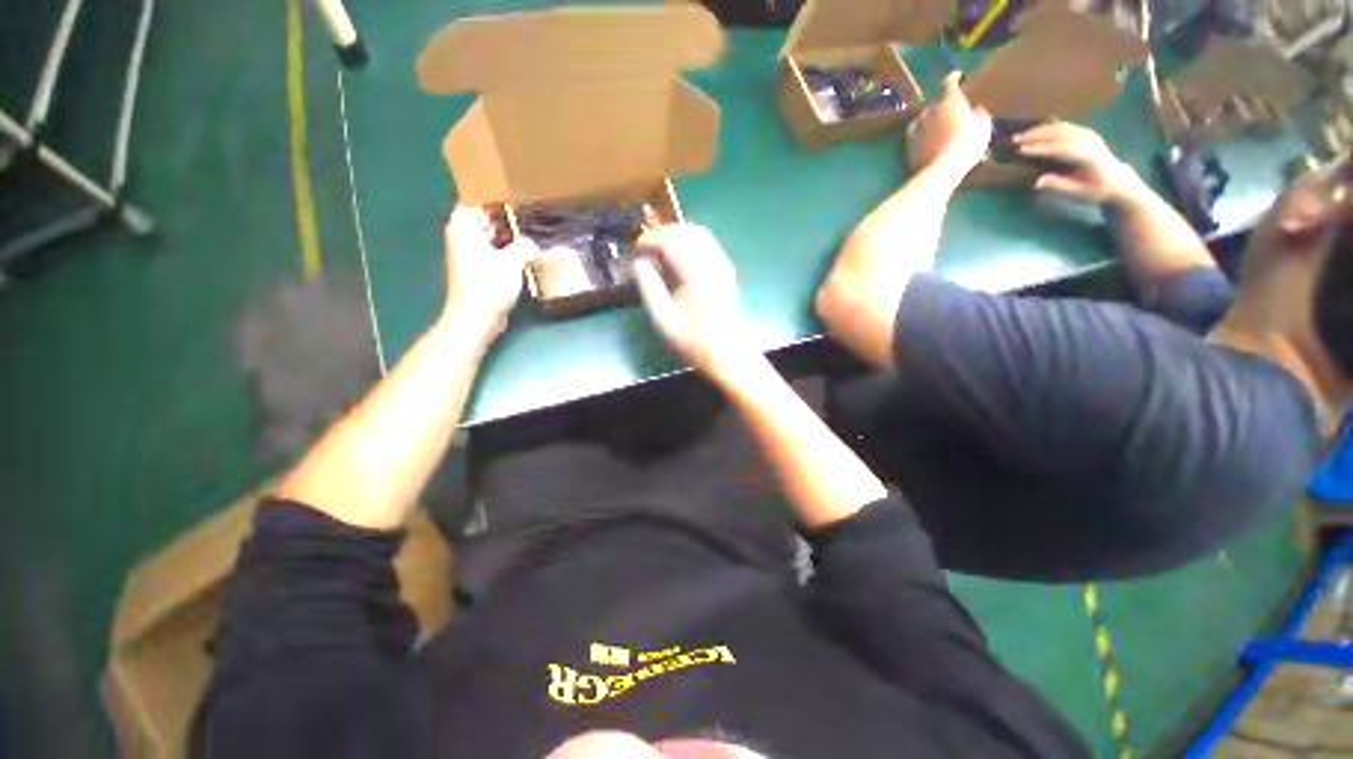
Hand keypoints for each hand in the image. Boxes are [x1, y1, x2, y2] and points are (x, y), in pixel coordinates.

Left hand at [443, 206, 535, 337]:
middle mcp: (464, 235)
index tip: (519, 192)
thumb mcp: (512, 262)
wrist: (476, 317)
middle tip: (533, 209)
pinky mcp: (481, 268)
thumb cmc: (489, 285)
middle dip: (508, 214)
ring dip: (511, 234)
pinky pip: (497, 250)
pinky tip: (528, 252)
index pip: (478, 197)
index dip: (497, 194)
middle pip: (487, 216)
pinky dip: (510, 249)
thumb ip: (525, 246)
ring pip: (494, 234)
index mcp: (464, 225)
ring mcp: (472, 252)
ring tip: (534, 229)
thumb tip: (533, 244)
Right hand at [632, 224, 757, 380]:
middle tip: (644, 247)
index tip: (635, 248)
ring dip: (677, 236)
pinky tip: (678, 259)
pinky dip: (690, 243)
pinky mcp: (727, 272)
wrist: (728, 355)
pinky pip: (708, 245)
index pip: (671, 240)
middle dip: (663, 233)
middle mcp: (713, 263)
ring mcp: (723, 266)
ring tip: (658, 250)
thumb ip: (648, 286)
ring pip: (699, 235)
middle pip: (687, 231)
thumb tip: (638, 263)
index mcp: (696, 273)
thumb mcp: (663, 318)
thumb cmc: (693, 340)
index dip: (650, 239)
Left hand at [907, 71, 992, 175]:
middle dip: (942, 107)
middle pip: (935, 104)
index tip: (958, 76)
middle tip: (950, 114)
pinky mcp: (908, 145)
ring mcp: (917, 128)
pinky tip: (925, 140)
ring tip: (936, 127)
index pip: (950, 82)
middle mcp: (930, 111)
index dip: (954, 78)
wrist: (940, 170)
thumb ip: (979, 115)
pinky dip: (920, 135)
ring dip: (929, 121)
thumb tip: (975, 110)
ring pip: (922, 119)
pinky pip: (915, 135)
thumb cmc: (966, 146)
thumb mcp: (983, 128)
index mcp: (950, 102)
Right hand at [1013, 122, 1142, 204]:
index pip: (1061, 148)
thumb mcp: (1078, 193)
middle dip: (1036, 135)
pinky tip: (1036, 130)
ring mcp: (1088, 134)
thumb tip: (1037, 181)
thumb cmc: (1096, 189)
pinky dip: (1048, 127)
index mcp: (1088, 157)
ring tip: (1021, 134)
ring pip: (1061, 127)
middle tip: (1015, 140)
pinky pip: (1064, 126)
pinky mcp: (1085, 132)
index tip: (1021, 150)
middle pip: (1060, 133)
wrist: (1118, 179)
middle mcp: (1088, 141)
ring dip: (1039, 129)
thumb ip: (1059, 185)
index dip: (1041, 148)